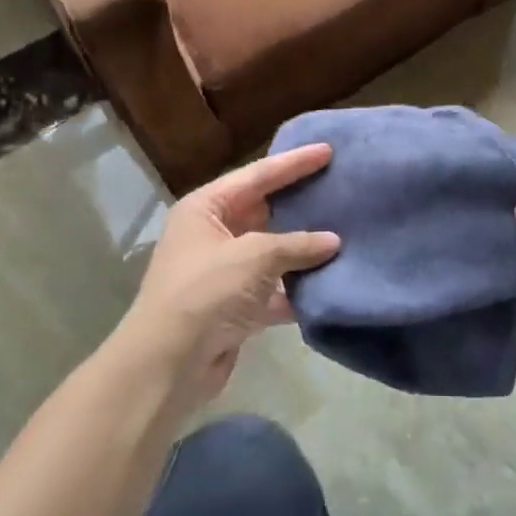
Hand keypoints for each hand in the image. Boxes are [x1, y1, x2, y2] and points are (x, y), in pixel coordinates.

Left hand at [105, 146, 340, 421]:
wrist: (168, 365)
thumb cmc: (206, 293)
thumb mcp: (254, 257)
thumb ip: (297, 245)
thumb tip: (333, 242)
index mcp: (206, 208)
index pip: (257, 175)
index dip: (294, 162)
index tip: (328, 150)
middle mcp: (212, 235)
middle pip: (265, 211)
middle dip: (301, 204)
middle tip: (342, 188)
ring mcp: (224, 273)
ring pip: (272, 253)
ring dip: (303, 250)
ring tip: (347, 233)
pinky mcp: (235, 308)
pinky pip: (273, 290)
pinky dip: (297, 289)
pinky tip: (330, 283)